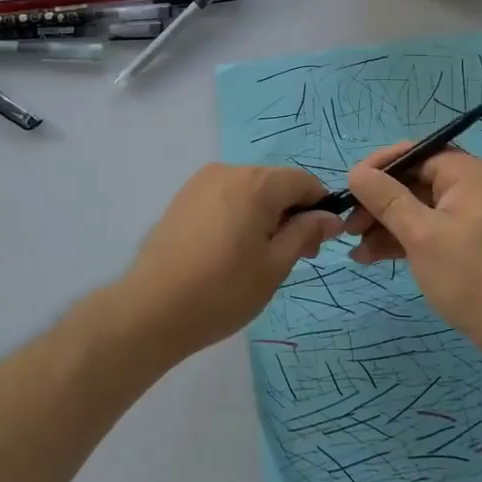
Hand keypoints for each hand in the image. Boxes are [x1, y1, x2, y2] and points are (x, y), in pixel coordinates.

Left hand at [111, 164, 343, 364]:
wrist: (151, 310)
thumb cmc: (222, 291)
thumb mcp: (275, 265)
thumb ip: (305, 233)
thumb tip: (330, 216)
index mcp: (256, 183)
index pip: (303, 181)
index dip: (319, 207)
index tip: (317, 244)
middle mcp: (228, 171)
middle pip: (275, 183)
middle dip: (292, 213)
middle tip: (293, 257)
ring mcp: (201, 183)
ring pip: (249, 190)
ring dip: (265, 214)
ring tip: (258, 258)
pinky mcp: (183, 198)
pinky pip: (225, 197)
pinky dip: (239, 215)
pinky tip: (230, 251)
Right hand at [345, 143, 481, 369]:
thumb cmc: (472, 276)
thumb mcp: (422, 235)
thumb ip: (386, 199)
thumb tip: (356, 171)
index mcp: (466, 173)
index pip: (414, 153)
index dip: (379, 167)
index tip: (349, 188)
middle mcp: (469, 187)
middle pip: (412, 181)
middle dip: (377, 202)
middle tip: (348, 227)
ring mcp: (467, 216)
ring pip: (415, 208)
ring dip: (383, 225)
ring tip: (353, 248)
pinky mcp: (464, 242)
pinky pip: (426, 229)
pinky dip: (401, 240)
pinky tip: (370, 257)